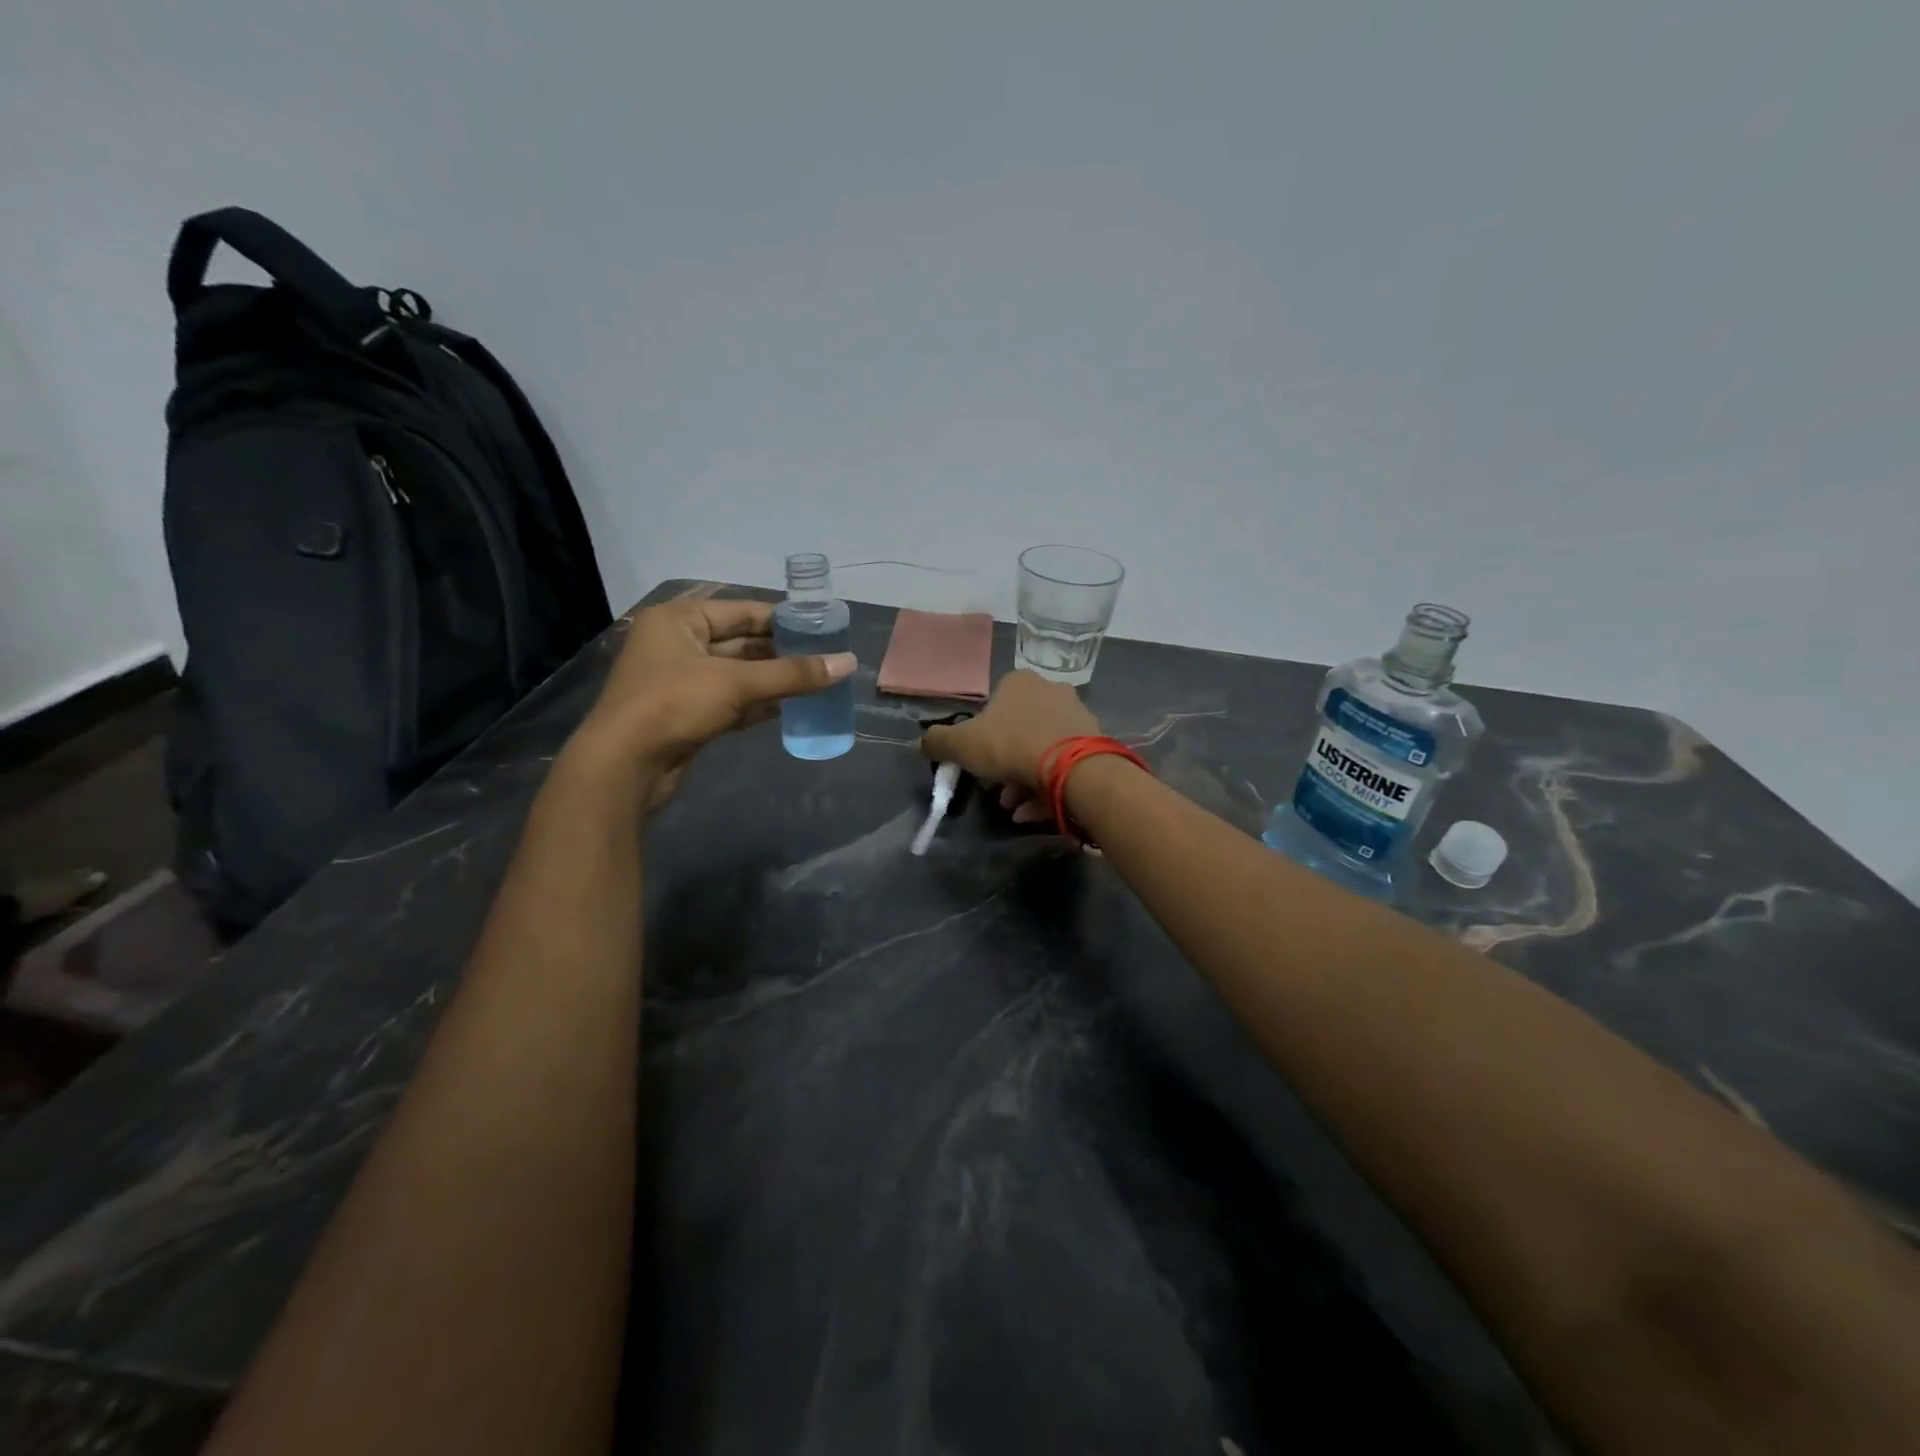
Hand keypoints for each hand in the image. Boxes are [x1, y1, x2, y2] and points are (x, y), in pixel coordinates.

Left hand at [570, 597, 855, 810]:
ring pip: (738, 674)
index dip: (784, 619)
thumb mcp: (736, 683)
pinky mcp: (687, 714)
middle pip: (742, 642)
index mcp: (679, 620)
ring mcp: (681, 681)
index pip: (742, 611)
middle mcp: (678, 644)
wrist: (623, 767)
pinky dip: (759, 704)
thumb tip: (848, 662)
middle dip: (783, 652)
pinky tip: (793, 708)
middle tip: (826, 658)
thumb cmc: (673, 705)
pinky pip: (731, 701)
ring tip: (819, 682)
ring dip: (775, 680)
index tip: (823, 628)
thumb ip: (793, 674)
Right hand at [920, 670, 1099, 822]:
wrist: (1072, 768)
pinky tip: (1031, 813)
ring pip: (1041, 751)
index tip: (976, 764)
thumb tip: (923, 743)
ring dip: (1023, 781)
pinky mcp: (1094, 744)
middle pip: (1018, 732)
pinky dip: (1045, 789)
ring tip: (1013, 808)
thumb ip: (938, 742)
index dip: (980, 737)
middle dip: (1003, 765)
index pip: (993, 705)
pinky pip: (1063, 767)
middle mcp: (1051, 691)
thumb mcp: (961, 744)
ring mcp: (1076, 717)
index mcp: (1019, 683)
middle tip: (995, 790)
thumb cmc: (1011, 746)